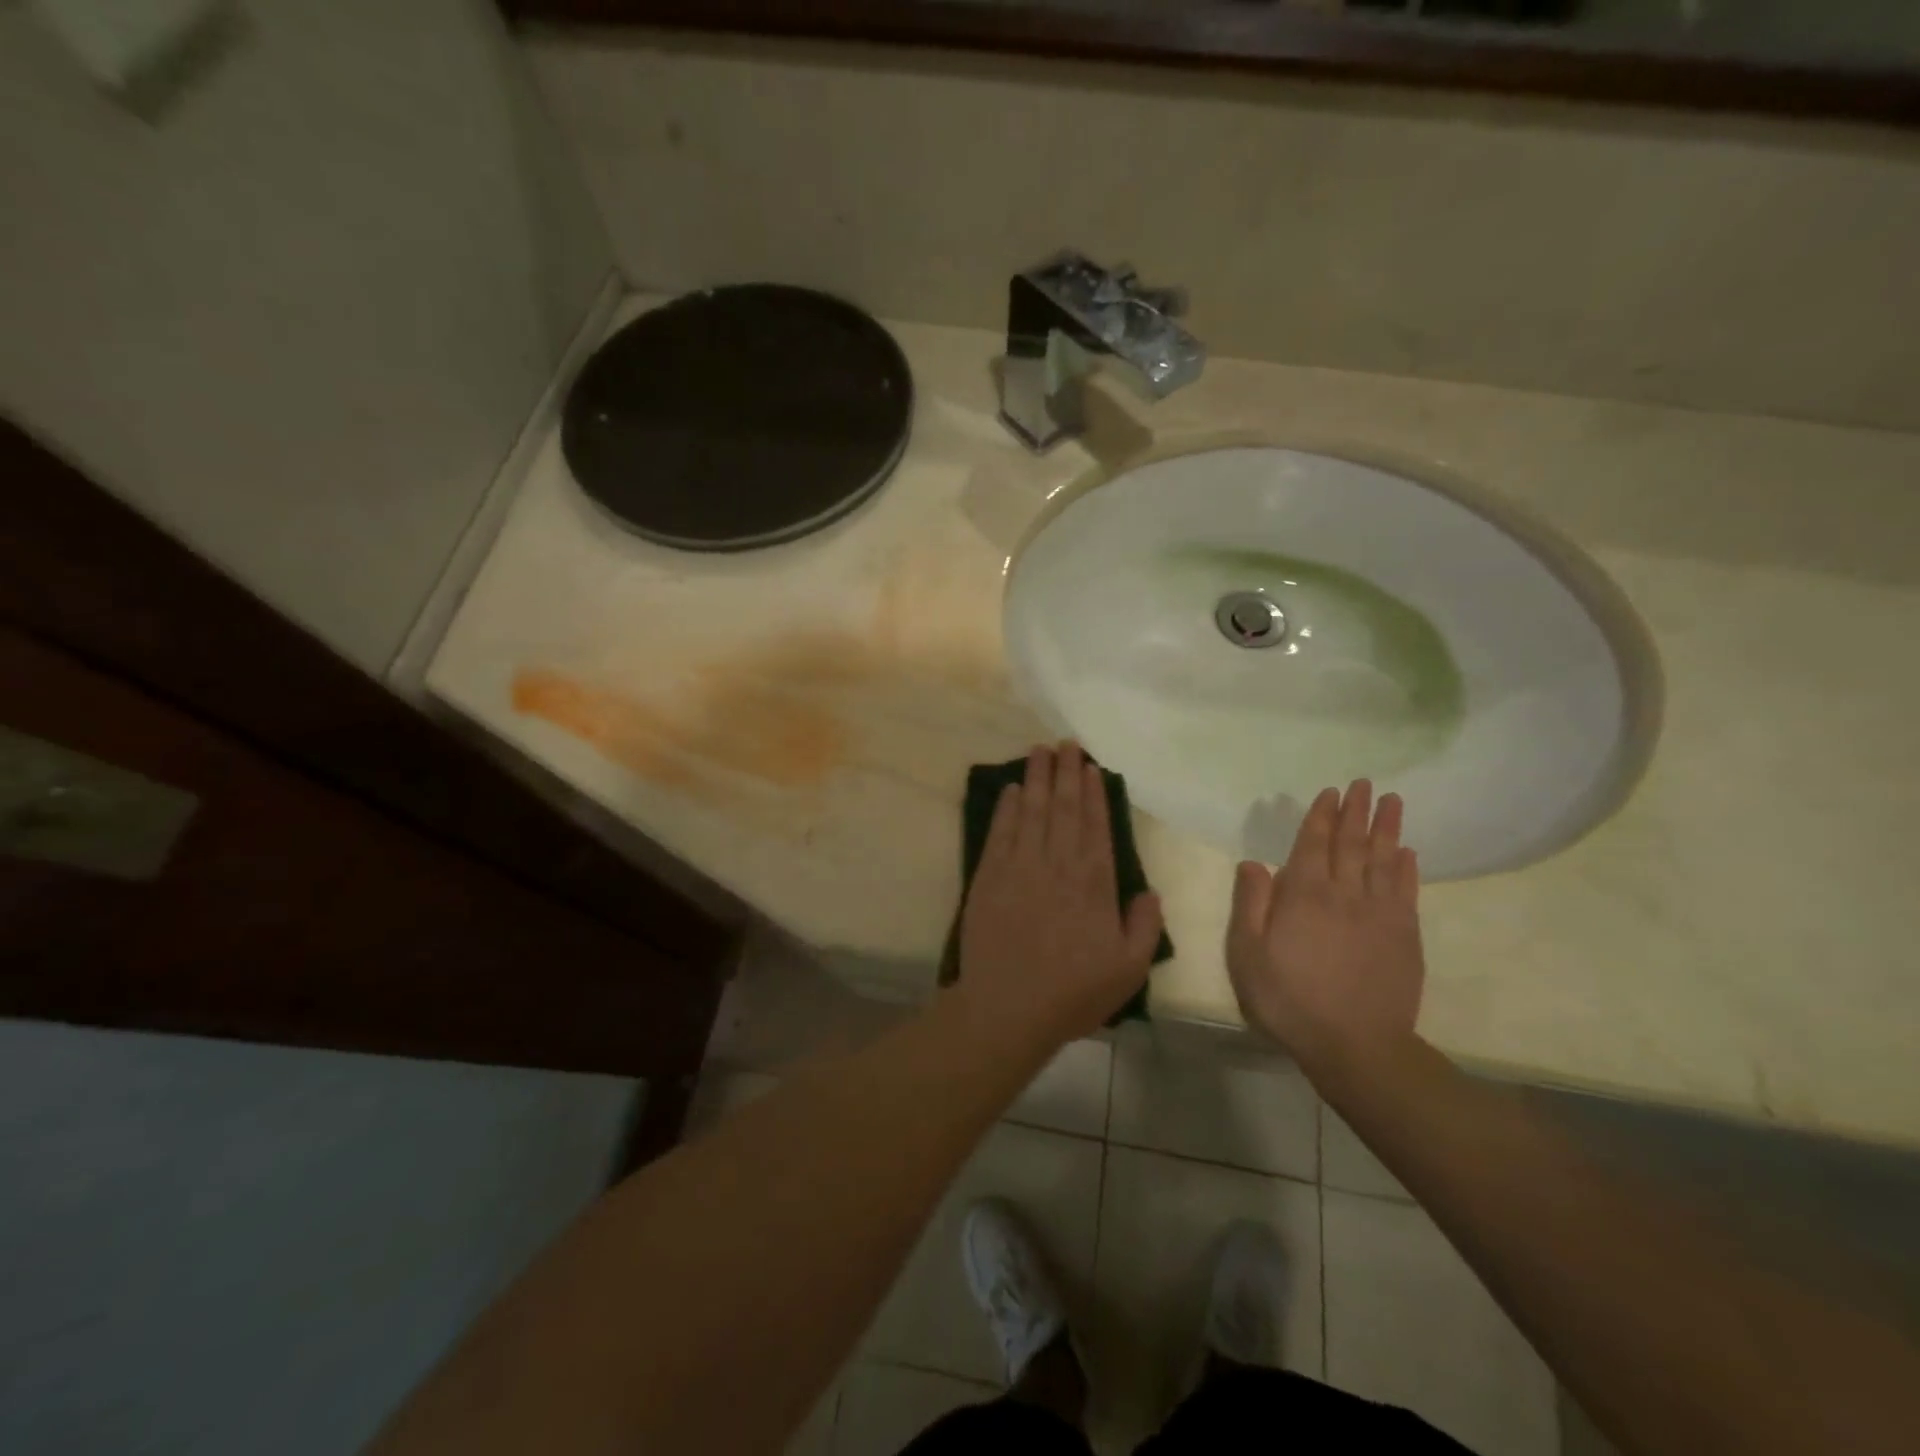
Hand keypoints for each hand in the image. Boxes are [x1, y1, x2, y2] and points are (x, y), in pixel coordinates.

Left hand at [955, 742, 1164, 1047]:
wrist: (1008, 1007)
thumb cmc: (1072, 992)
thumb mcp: (1129, 969)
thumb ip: (1145, 926)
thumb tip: (1149, 892)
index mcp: (1094, 883)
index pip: (1096, 825)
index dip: (1093, 794)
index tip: (1091, 768)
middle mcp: (1058, 864)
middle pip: (1063, 808)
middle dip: (1065, 773)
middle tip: (1066, 744)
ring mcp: (1021, 866)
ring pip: (1031, 811)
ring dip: (1036, 778)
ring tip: (1040, 751)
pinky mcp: (990, 875)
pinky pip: (1001, 832)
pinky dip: (1006, 808)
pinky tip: (1011, 790)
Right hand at [1226, 781, 1424, 1081]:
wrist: (1355, 1045)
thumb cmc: (1289, 999)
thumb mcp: (1247, 954)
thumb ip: (1251, 904)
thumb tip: (1254, 862)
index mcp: (1304, 895)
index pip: (1314, 843)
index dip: (1321, 815)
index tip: (1331, 792)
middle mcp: (1344, 894)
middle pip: (1351, 843)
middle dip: (1356, 811)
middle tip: (1364, 784)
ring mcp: (1380, 913)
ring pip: (1383, 859)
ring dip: (1386, 828)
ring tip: (1391, 801)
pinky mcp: (1405, 936)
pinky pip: (1406, 890)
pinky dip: (1406, 867)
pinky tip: (1407, 852)